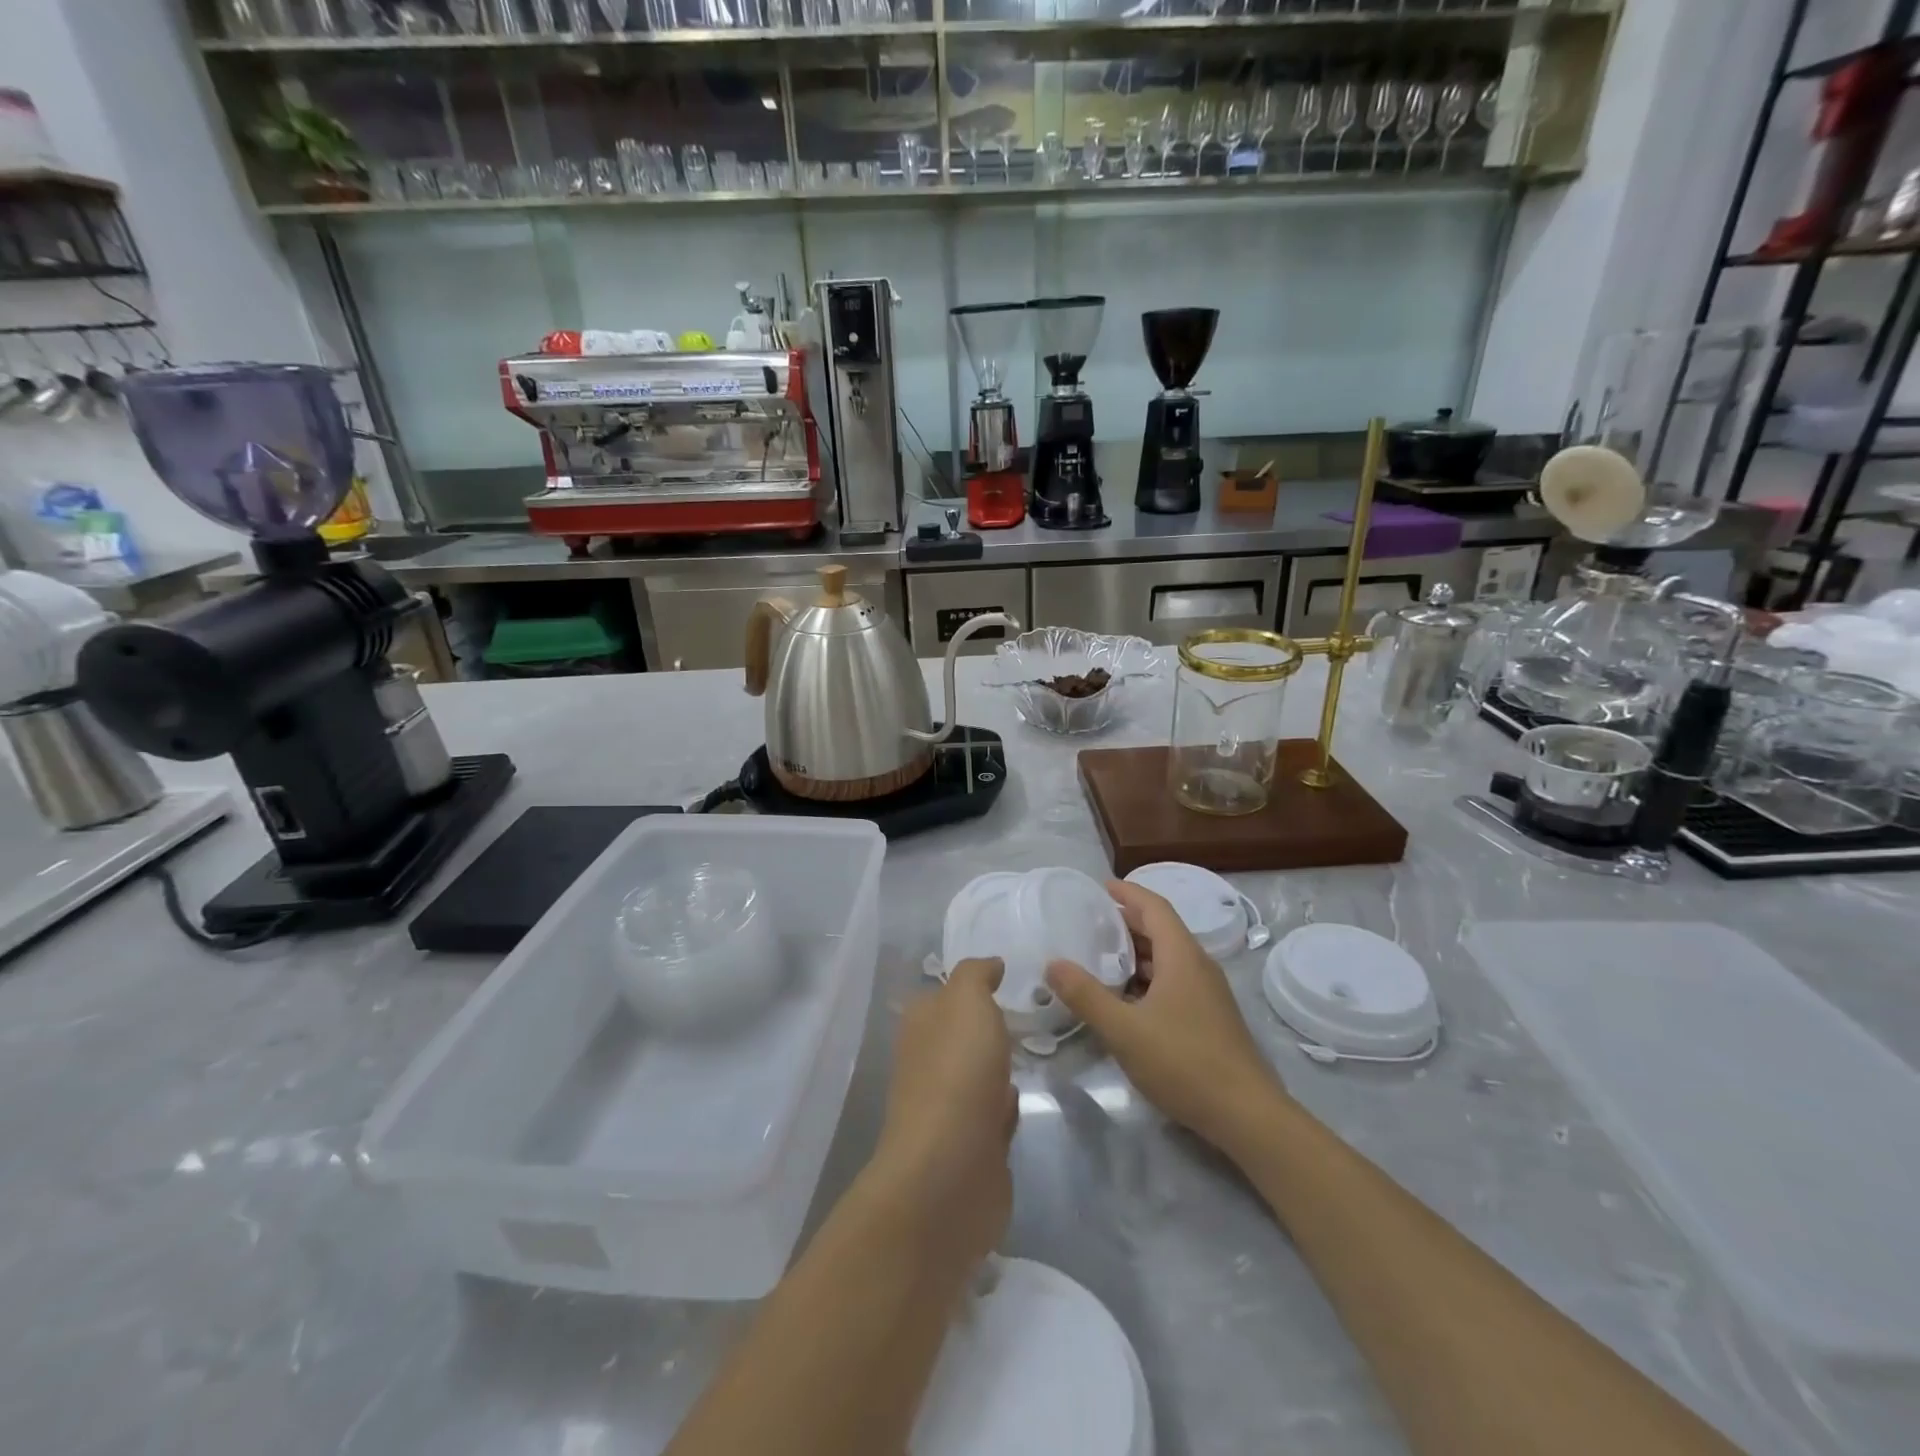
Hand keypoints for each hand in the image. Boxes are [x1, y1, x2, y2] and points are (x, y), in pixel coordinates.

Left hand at [869, 958, 1014, 1273]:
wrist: (951, 1169)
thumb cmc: (958, 1071)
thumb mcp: (966, 1001)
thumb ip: (975, 975)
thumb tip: (990, 964)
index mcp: (921, 1026)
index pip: (943, 996)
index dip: (970, 986)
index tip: (1006, 979)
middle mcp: (929, 1064)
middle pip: (961, 1037)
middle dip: (987, 1028)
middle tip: (1030, 1014)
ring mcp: (948, 1109)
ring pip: (978, 1076)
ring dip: (998, 1068)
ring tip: (1033, 1051)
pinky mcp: (972, 1148)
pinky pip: (992, 1118)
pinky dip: (1005, 1108)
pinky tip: (1021, 1100)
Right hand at [1046, 881, 1284, 1152]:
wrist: (1246, 1115)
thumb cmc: (1184, 1062)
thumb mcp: (1124, 1030)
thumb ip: (1086, 995)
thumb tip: (1053, 964)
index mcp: (1182, 956)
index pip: (1154, 907)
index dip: (1128, 893)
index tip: (1100, 887)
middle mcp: (1198, 966)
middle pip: (1161, 930)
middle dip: (1127, 921)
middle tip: (1089, 922)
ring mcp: (1208, 993)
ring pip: (1168, 958)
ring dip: (1136, 952)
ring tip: (1100, 956)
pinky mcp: (1210, 1018)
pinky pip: (1174, 981)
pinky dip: (1147, 978)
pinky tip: (1125, 998)